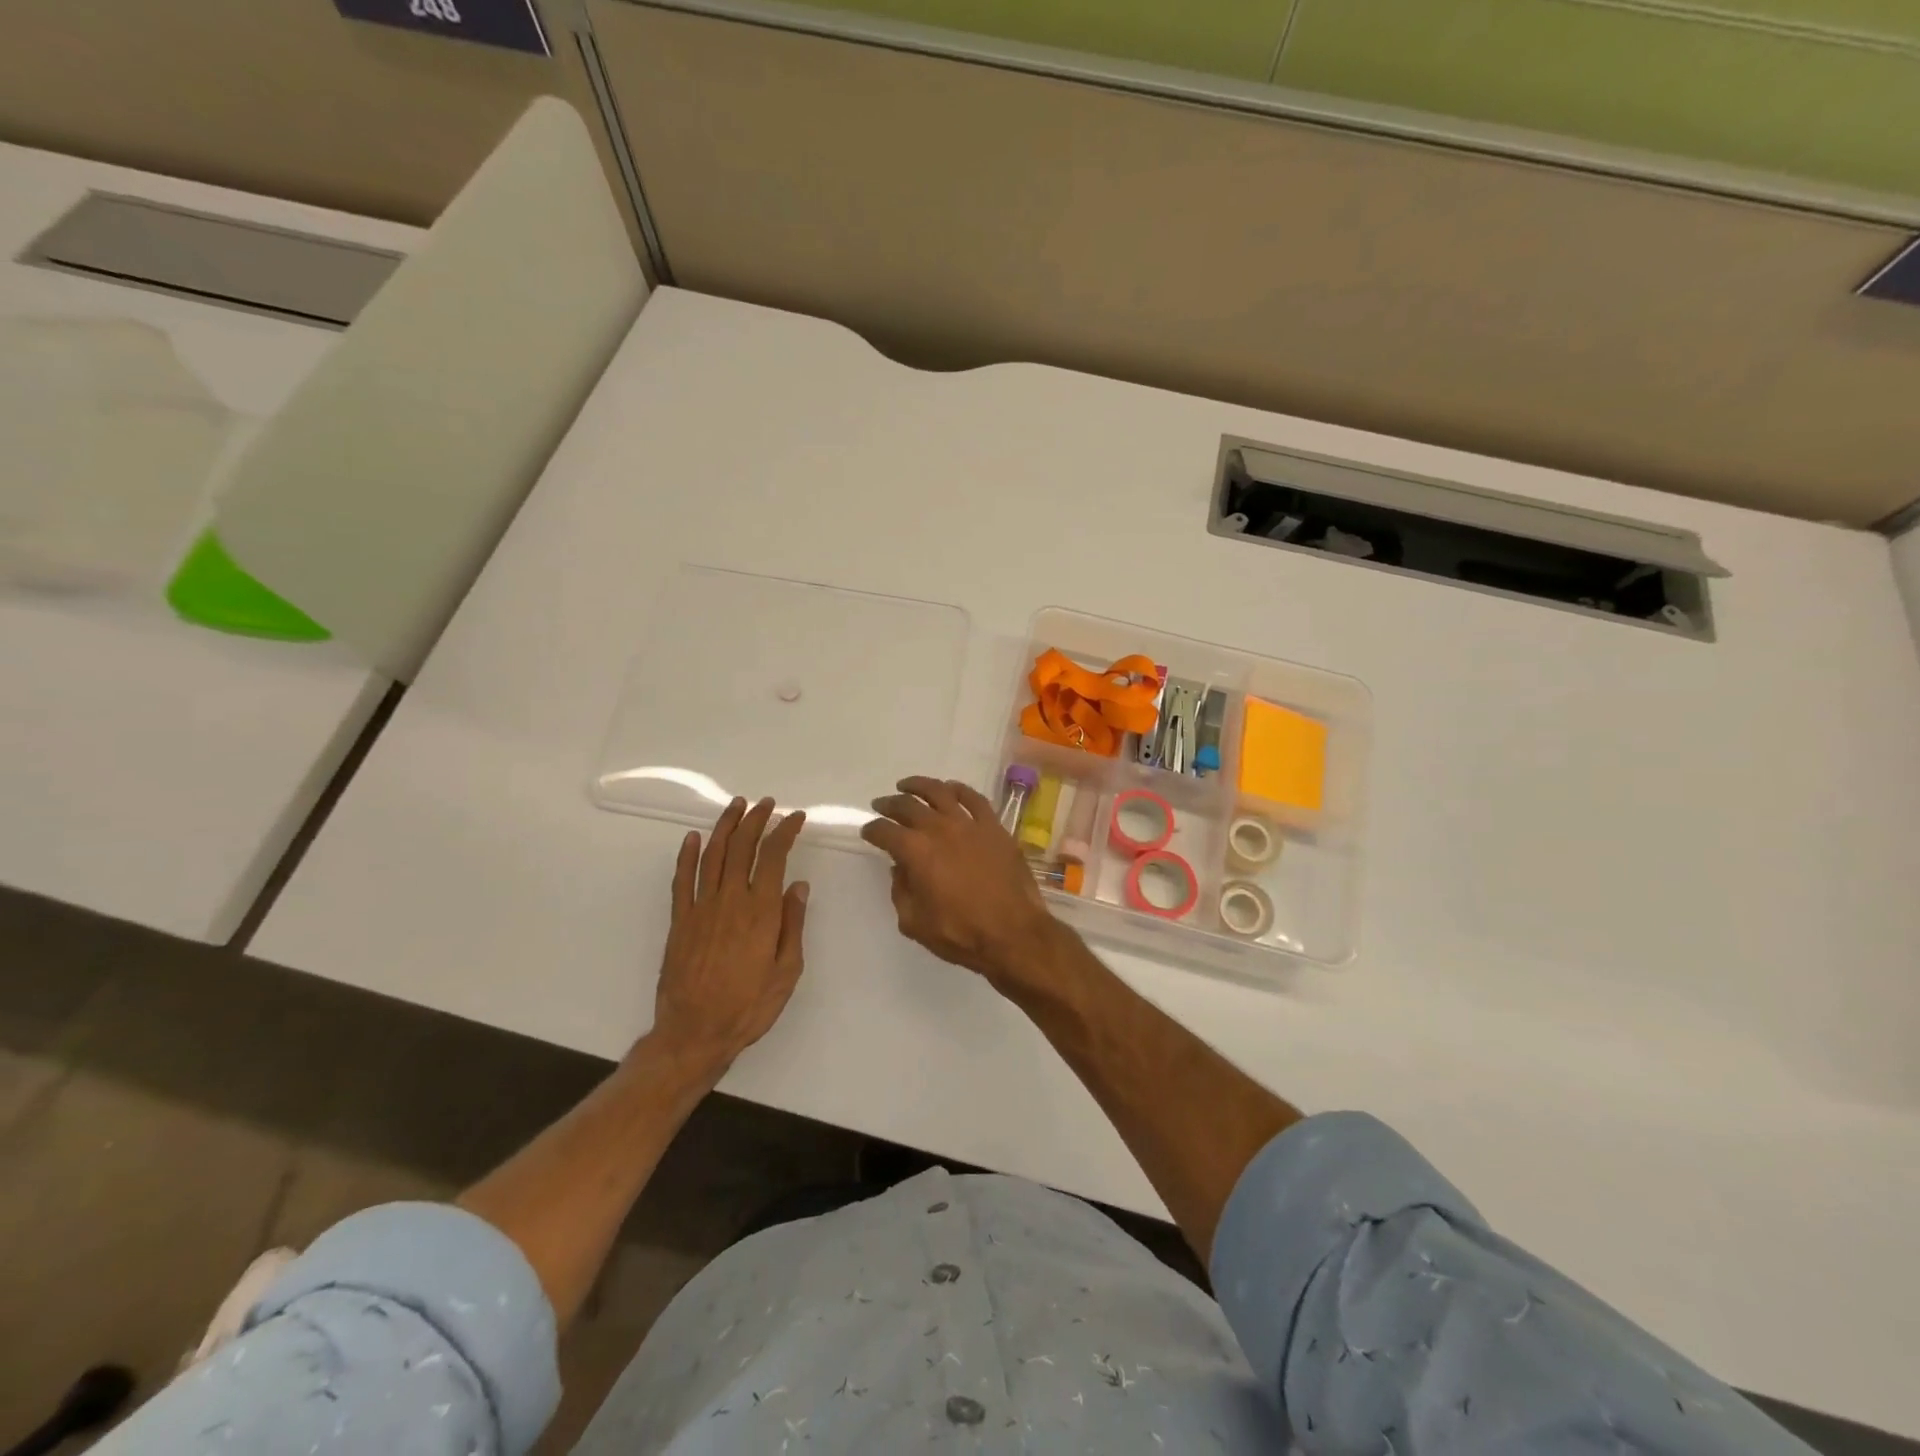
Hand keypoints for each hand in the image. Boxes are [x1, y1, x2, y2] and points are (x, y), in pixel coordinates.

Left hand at [650, 797, 808, 1074]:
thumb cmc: (749, 1006)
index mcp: (761, 911)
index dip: (784, 831)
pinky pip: (682, 879)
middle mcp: (730, 900)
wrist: (694, 1033)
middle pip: (741, 847)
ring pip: (712, 855)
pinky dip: (686, 855)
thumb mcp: (787, 971)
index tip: (795, 817)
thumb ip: (792, 925)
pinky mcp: (680, 920)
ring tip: (736, 806)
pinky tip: (692, 838)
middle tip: (766, 803)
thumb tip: (798, 885)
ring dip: (725, 827)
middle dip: (756, 820)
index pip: (773, 856)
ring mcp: (700, 908)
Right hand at [860, 776, 1057, 985]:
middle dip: (889, 804)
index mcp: (916, 852)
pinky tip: (951, 788)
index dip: (873, 830)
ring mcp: (969, 824)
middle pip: (908, 806)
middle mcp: (939, 829)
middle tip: (881, 804)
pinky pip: (974, 798)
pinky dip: (959, 789)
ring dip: (919, 786)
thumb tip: (901, 869)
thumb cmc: (961, 933)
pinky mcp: (994, 827)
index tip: (868, 831)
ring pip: (939, 792)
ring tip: (907, 786)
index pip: (885, 831)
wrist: (1014, 933)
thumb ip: (901, 892)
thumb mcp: (915, 923)